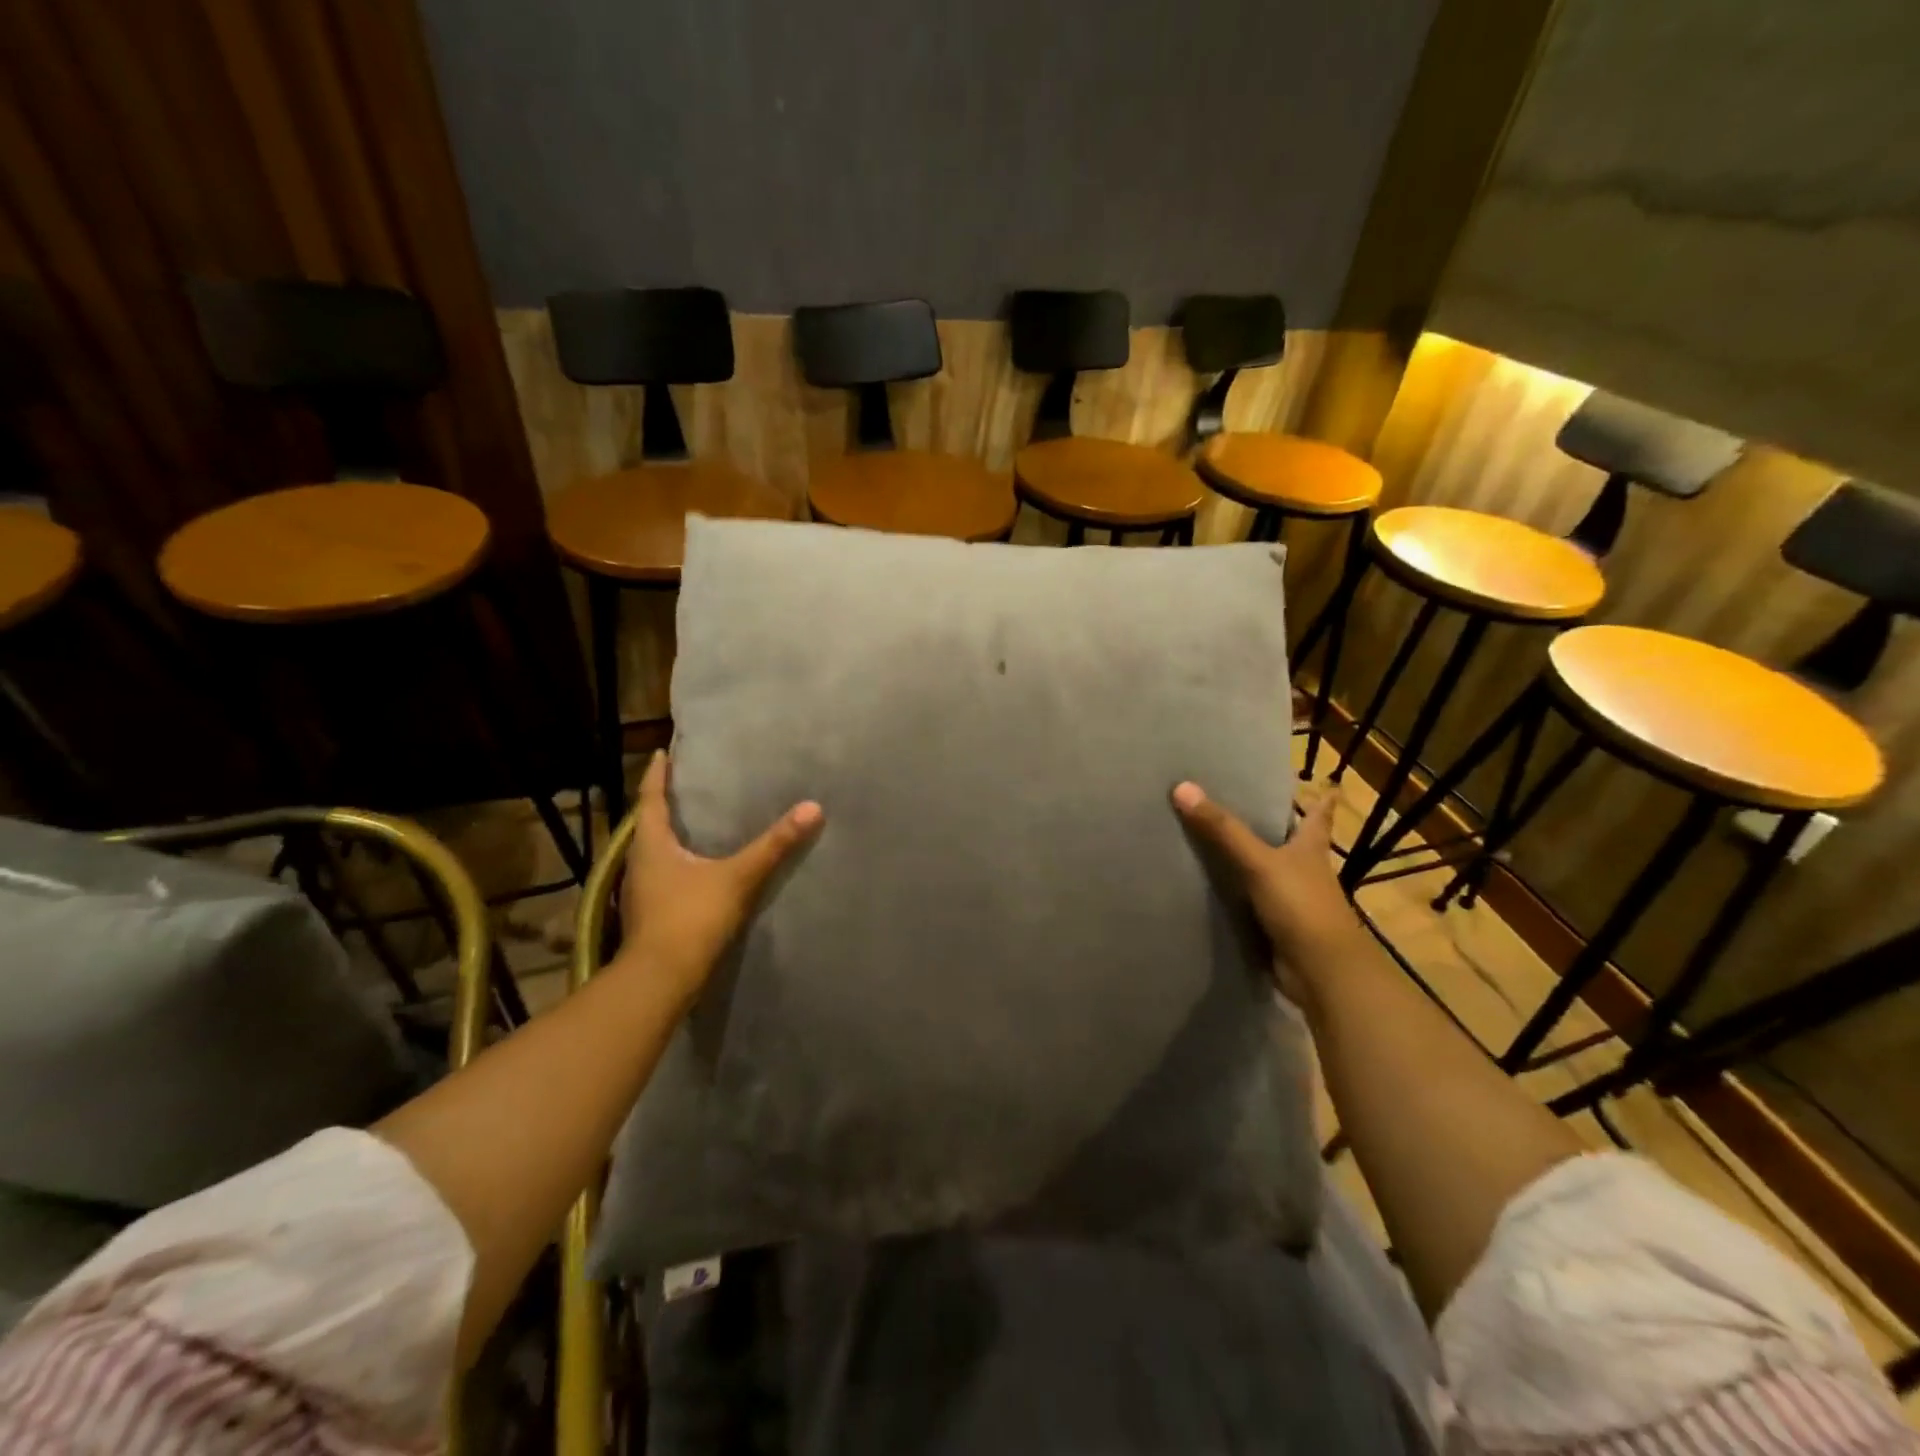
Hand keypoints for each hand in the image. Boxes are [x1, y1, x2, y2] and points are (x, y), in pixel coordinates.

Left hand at [616, 752, 823, 1005]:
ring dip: (670, 835)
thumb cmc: (691, 918)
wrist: (661, 979)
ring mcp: (641, 892)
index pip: (650, 799)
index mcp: (651, 845)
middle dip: (664, 804)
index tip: (663, 752)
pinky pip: (662, 875)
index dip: (657, 774)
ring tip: (695, 822)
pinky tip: (697, 868)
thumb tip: (812, 808)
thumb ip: (774, 845)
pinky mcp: (649, 914)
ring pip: (654, 852)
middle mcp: (638, 863)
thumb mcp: (738, 877)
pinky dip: (677, 862)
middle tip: (687, 785)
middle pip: (648, 824)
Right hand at [1170, 782, 1361, 1003]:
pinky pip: (1251, 902)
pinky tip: (1211, 887)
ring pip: (1268, 872)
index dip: (1321, 799)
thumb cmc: (1301, 906)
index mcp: (1310, 848)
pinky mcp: (1277, 926)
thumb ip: (1222, 829)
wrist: (1321, 972)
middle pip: (1291, 842)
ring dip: (1249, 861)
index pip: (1318, 816)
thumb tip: (1182, 787)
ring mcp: (1292, 900)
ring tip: (1213, 840)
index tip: (1324, 782)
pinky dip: (1236, 894)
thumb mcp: (1259, 862)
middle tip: (1243, 803)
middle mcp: (1305, 871)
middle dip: (1275, 826)